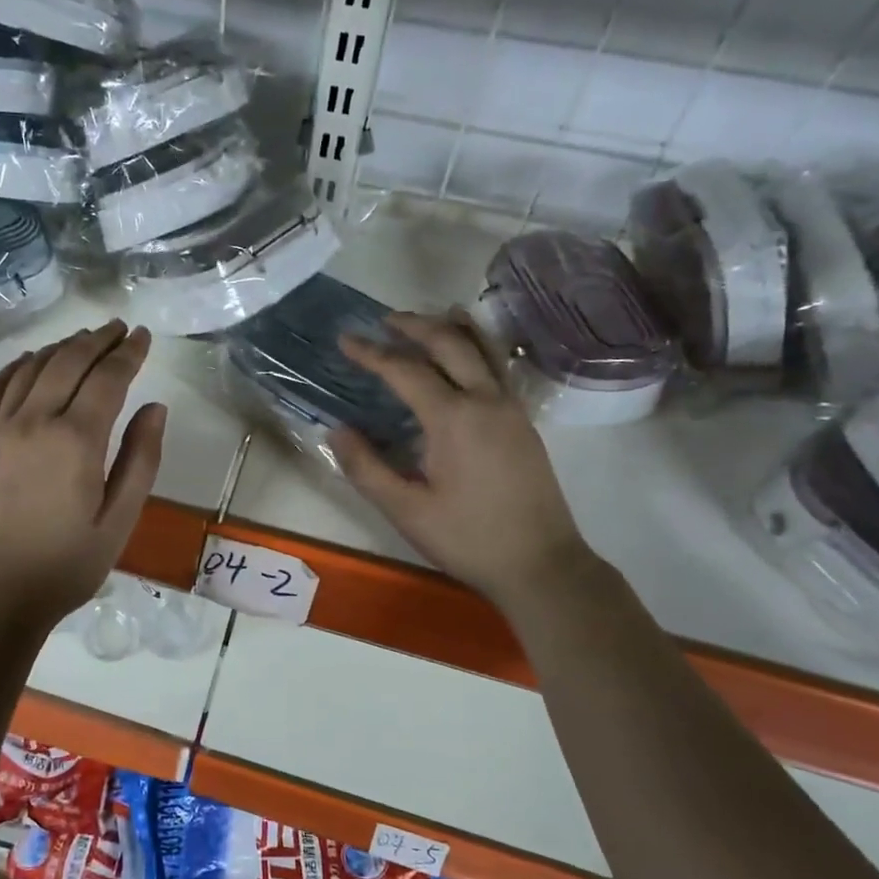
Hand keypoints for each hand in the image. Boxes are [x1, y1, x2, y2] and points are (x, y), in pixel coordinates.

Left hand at [0, 320, 166, 631]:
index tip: (142, 336)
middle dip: (97, 340)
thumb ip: (141, 459)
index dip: (128, 352)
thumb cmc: (68, 564)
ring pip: (32, 368)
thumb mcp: (120, 519)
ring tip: (83, 339)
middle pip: (68, 362)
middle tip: (118, 328)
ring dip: (60, 348)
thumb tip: (155, 408)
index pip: (107, 378)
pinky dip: (15, 367)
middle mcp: (34, 422)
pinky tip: (29, 362)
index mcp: (76, 441)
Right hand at [331, 308, 586, 604]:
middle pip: (449, 344)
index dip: (371, 353)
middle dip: (415, 326)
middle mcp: (486, 400)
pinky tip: (470, 352)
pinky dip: (479, 346)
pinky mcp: (524, 422)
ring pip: (483, 349)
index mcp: (453, 418)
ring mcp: (511, 408)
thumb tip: (336, 430)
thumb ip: (366, 467)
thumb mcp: (406, 510)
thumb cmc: (468, 538)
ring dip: (453, 328)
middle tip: (385, 319)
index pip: (405, 370)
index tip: (345, 339)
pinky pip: (499, 367)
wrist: (542, 564)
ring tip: (433, 313)